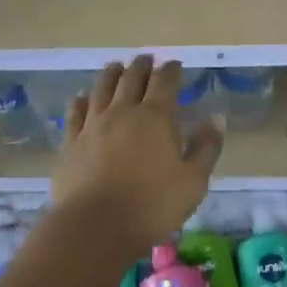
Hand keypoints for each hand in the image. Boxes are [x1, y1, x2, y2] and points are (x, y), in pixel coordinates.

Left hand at [52, 57, 223, 250]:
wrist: (95, 227)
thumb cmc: (152, 206)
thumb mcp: (193, 182)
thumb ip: (206, 148)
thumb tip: (216, 118)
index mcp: (155, 117)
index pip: (165, 82)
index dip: (171, 70)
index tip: (176, 65)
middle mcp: (123, 112)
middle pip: (131, 78)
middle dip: (142, 65)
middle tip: (147, 59)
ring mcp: (93, 124)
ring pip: (102, 88)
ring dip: (111, 74)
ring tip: (116, 66)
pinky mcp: (71, 142)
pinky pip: (76, 112)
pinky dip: (81, 100)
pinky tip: (82, 97)